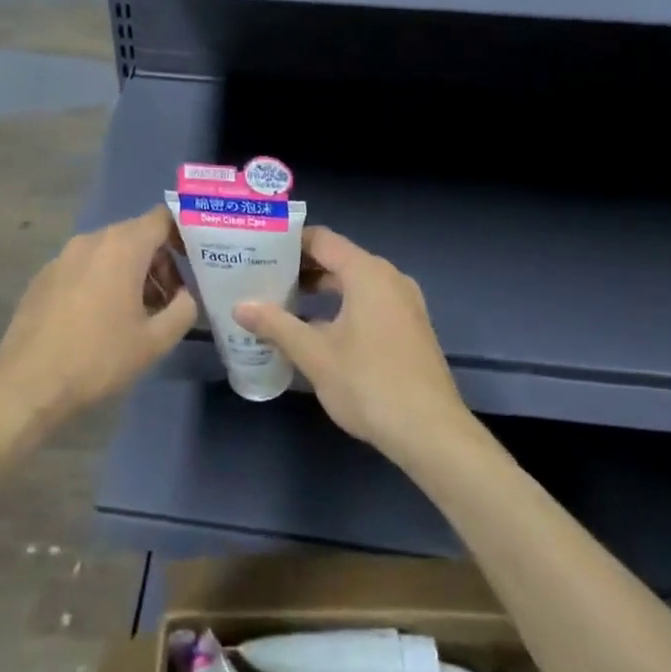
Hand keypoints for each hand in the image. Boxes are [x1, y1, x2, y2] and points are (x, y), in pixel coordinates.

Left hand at [0, 205, 196, 430]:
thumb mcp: (155, 340)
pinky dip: (102, 280)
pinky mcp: (44, 276)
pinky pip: (84, 266)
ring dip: (131, 272)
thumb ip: (184, 309)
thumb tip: (186, 296)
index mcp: (122, 247)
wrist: (28, 384)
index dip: (183, 234)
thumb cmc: (99, 358)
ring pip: (109, 251)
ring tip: (138, 313)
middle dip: (159, 260)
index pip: (163, 218)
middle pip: (136, 234)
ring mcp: (62, 257)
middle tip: (170, 298)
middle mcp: (91, 240)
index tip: (194, 262)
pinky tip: (100, 319)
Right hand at [235, 227, 468, 452]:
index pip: (322, 240)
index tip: (259, 249)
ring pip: (355, 283)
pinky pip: (370, 302)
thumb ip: (276, 325)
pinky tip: (318, 330)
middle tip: (263, 278)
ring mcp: (405, 303)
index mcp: (367, 273)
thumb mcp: (314, 355)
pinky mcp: (410, 327)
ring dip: (321, 290)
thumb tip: (239, 306)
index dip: (289, 242)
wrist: (431, 431)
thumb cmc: (369, 384)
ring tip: (283, 303)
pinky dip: (342, 306)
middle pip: (339, 259)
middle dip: (301, 268)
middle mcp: (389, 278)